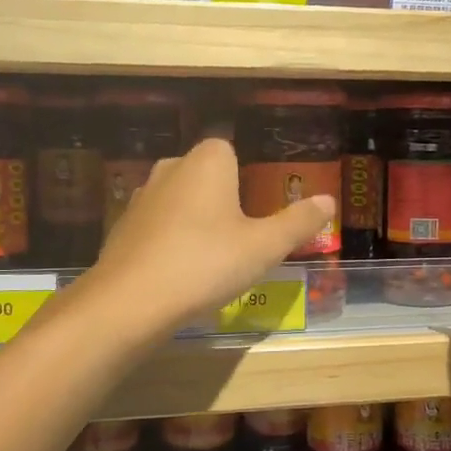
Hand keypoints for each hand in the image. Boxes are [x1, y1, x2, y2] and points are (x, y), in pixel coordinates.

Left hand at [78, 136, 334, 341]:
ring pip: (178, 200)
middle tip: (241, 235)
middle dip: (221, 197)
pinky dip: (169, 241)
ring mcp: (141, 198)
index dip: (245, 176)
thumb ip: (298, 222)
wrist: (130, 302)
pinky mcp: (121, 229)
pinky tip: (179, 272)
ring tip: (212, 257)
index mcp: (207, 162)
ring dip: (194, 220)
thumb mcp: (264, 247)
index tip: (257, 208)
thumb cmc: (206, 264)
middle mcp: (170, 169)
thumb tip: (328, 200)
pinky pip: (157, 226)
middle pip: (203, 173)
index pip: (228, 148)